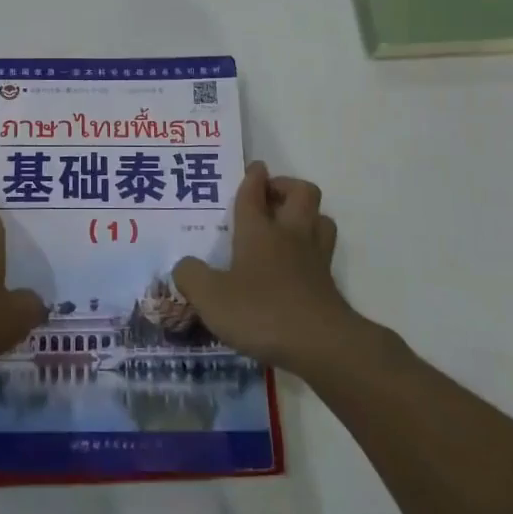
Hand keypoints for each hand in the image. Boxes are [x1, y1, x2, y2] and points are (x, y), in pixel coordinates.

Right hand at [172, 162, 353, 373]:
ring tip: (288, 226)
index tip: (255, 168)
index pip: (254, 192)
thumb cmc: (261, 312)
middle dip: (287, 187)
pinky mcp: (329, 284)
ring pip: (320, 219)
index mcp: (258, 231)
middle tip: (269, 197)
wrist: (321, 345)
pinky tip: (297, 265)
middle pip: (302, 193)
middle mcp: (290, 235)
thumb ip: (191, 276)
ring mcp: (315, 258)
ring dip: (307, 215)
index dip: (253, 177)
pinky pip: (324, 251)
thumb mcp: (211, 297)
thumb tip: (183, 265)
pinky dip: (313, 249)